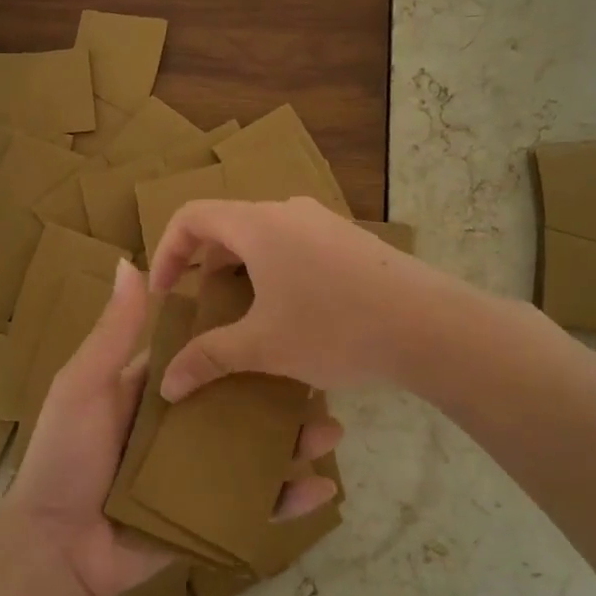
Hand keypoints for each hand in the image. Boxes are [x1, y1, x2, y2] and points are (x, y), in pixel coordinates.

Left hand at [4, 257, 344, 595]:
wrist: (55, 548)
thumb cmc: (66, 455)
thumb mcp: (84, 384)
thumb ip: (114, 332)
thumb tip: (129, 262)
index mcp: (157, 391)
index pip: (208, 358)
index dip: (242, 342)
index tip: (283, 320)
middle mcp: (183, 427)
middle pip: (243, 404)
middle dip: (283, 395)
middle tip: (322, 384)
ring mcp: (199, 474)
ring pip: (258, 452)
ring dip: (296, 442)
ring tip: (331, 433)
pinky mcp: (208, 517)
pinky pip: (254, 506)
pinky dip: (288, 501)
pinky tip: (321, 492)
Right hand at [149, 197, 432, 400]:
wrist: (430, 325)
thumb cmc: (335, 327)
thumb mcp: (264, 347)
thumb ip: (209, 359)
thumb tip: (166, 383)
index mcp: (257, 223)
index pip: (191, 216)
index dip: (166, 251)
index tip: (165, 294)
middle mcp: (287, 212)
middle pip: (228, 226)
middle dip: (205, 267)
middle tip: (201, 310)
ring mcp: (324, 223)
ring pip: (264, 238)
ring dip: (242, 272)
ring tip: (244, 317)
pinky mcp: (351, 241)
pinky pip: (295, 246)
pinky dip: (274, 272)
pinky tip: (292, 315)